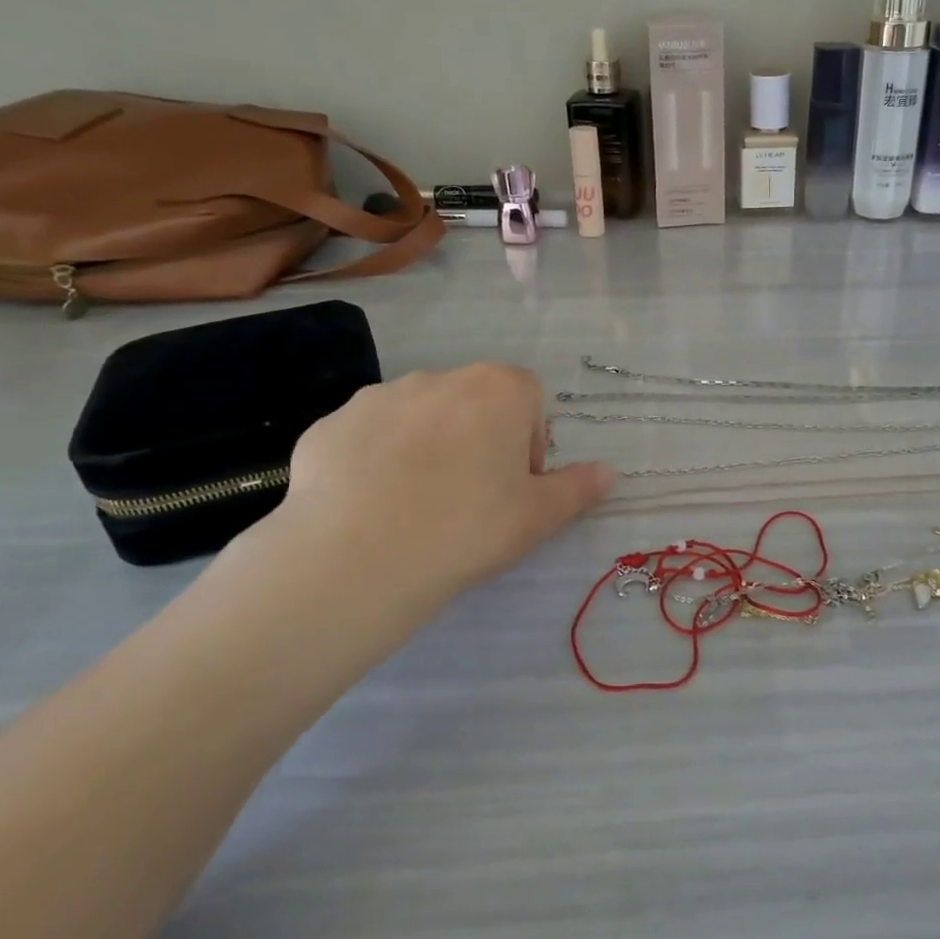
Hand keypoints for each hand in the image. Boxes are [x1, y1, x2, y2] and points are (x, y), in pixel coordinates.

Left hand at [243, 365, 612, 644]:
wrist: (355, 560)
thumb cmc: (467, 529)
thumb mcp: (538, 518)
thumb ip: (579, 488)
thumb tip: (610, 472)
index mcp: (497, 390)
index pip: (528, 396)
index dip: (529, 439)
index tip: (515, 484)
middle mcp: (439, 378)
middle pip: (473, 402)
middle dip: (479, 438)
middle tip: (470, 499)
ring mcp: (378, 397)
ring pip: (419, 417)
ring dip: (427, 446)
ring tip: (416, 506)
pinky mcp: (330, 425)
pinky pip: (366, 437)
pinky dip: (374, 461)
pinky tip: (369, 507)